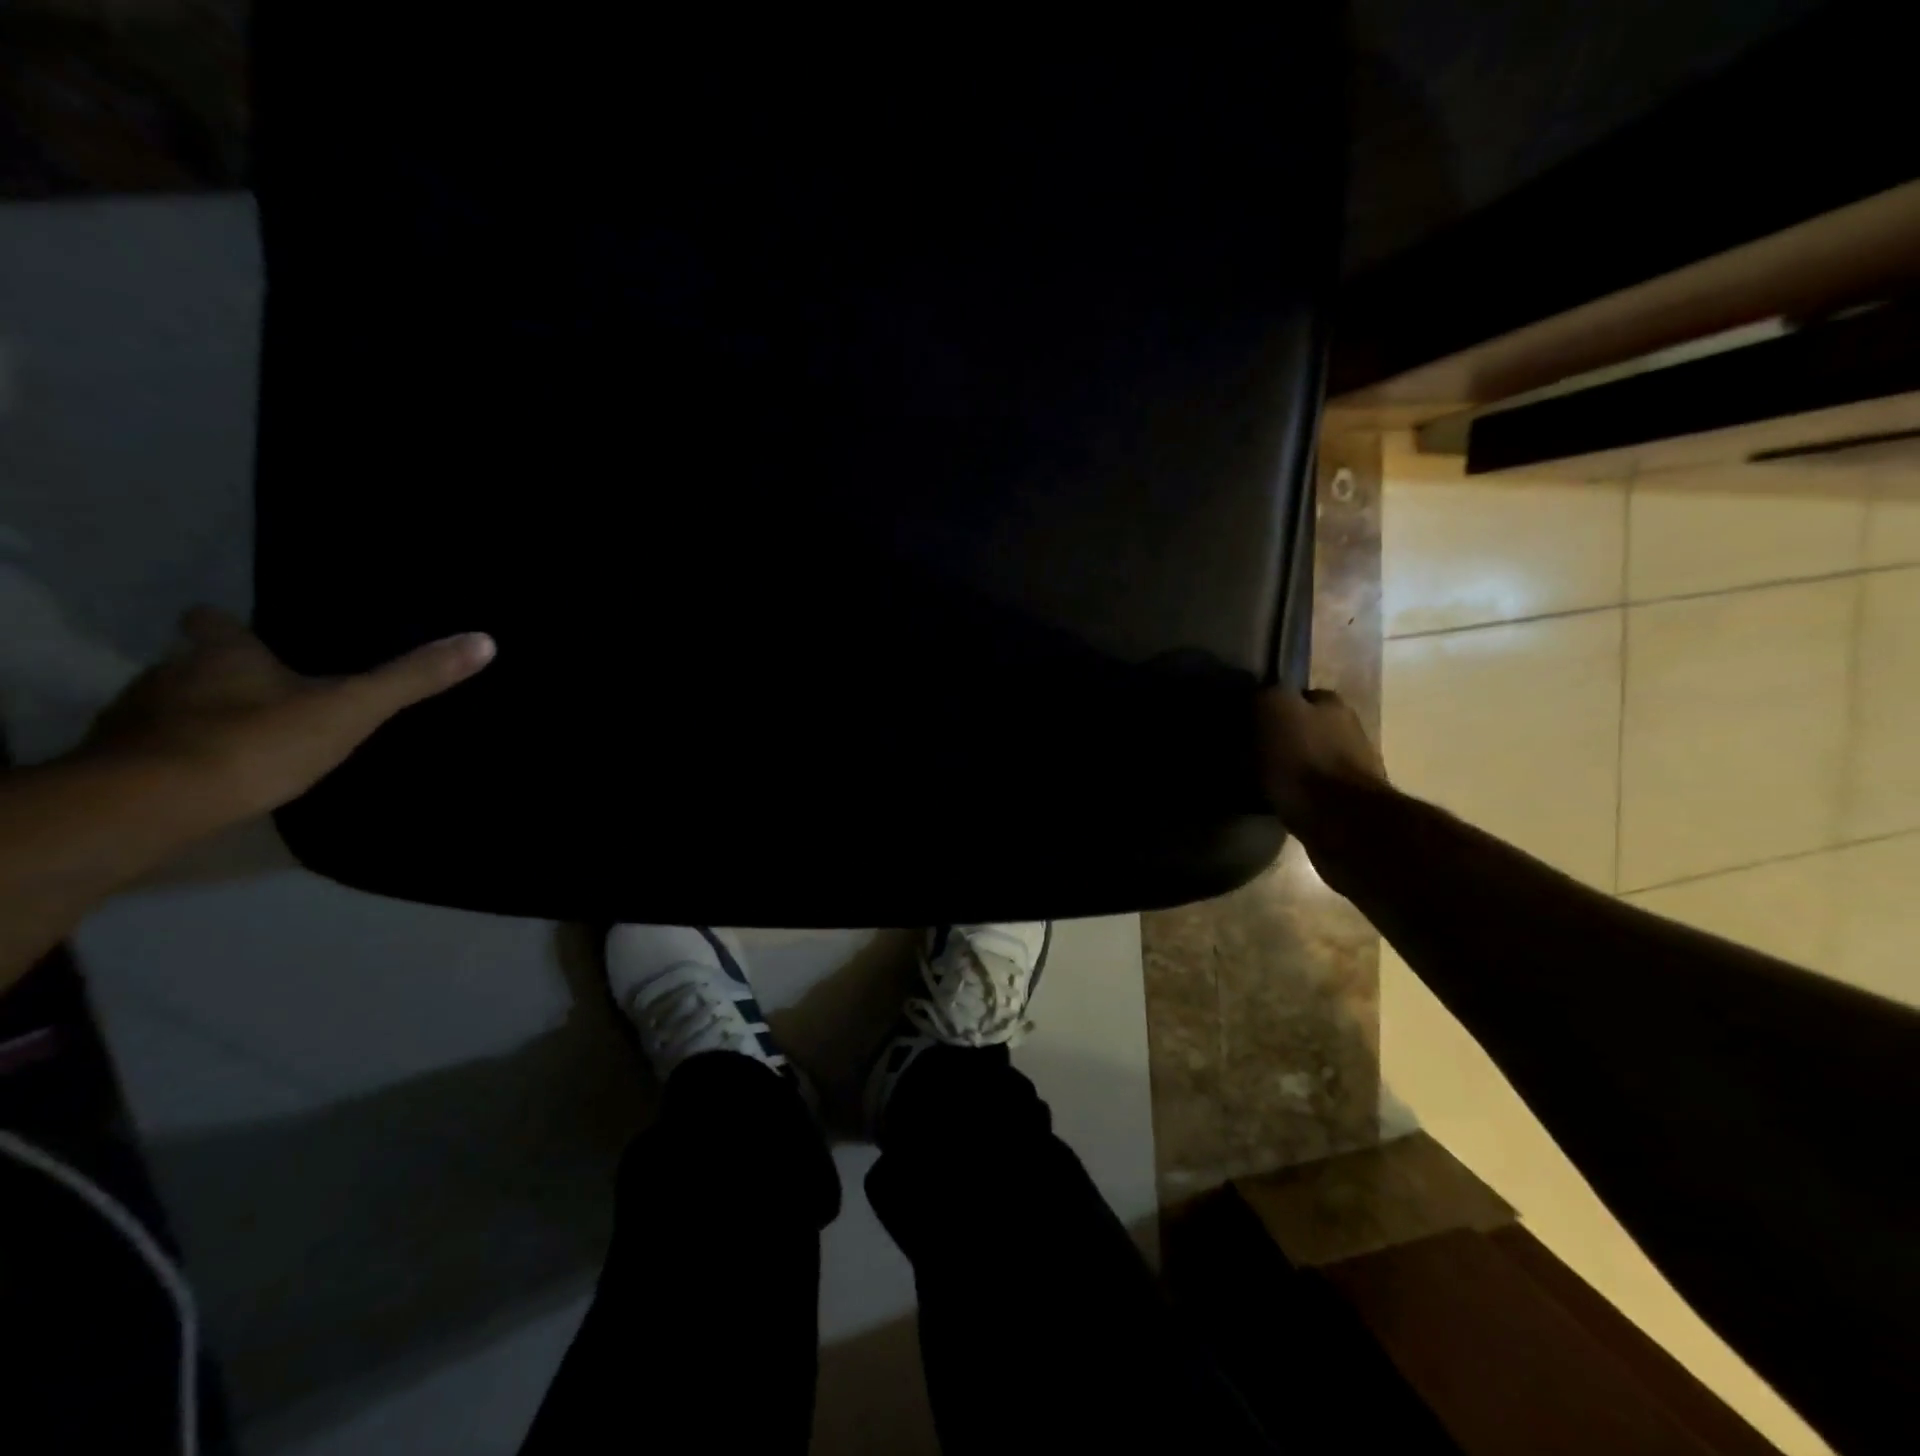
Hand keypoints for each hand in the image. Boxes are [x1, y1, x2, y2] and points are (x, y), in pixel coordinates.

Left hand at [84, 608, 494, 826]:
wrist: (151, 803)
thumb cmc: (258, 741)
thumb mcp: (352, 708)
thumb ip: (413, 678)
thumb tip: (484, 640)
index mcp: (223, 654)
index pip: (213, 622)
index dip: (226, 626)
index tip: (241, 631)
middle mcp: (170, 673)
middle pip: (191, 663)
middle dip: (221, 674)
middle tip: (262, 691)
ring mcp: (135, 718)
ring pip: (169, 705)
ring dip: (197, 715)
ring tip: (239, 737)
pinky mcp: (115, 763)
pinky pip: (150, 748)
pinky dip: (177, 755)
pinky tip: (204, 776)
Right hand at [1255, 686, 1388, 846]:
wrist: (1340, 819)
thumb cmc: (1304, 759)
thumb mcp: (1273, 710)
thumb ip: (1266, 696)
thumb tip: (1258, 698)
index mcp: (1332, 703)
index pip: (1297, 696)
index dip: (1271, 708)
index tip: (1247, 723)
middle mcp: (1348, 728)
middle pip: (1305, 727)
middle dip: (1281, 737)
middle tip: (1249, 751)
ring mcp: (1353, 765)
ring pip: (1309, 758)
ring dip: (1289, 766)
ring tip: (1258, 778)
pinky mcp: (1348, 800)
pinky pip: (1312, 788)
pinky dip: (1296, 791)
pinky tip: (1276, 798)